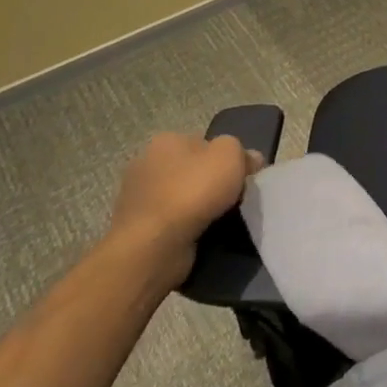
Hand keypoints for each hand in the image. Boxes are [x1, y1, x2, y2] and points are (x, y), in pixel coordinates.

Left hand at [107, 132, 263, 287]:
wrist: (154, 246)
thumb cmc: (193, 191)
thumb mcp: (231, 155)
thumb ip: (242, 150)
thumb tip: (249, 159)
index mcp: (165, 140)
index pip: (205, 143)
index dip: (227, 158)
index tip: (243, 176)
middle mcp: (146, 164)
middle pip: (192, 169)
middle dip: (211, 182)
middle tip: (234, 198)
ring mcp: (137, 198)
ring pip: (182, 196)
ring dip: (198, 206)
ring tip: (219, 219)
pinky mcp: (136, 228)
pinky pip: (171, 221)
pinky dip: (185, 226)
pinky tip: (199, 234)